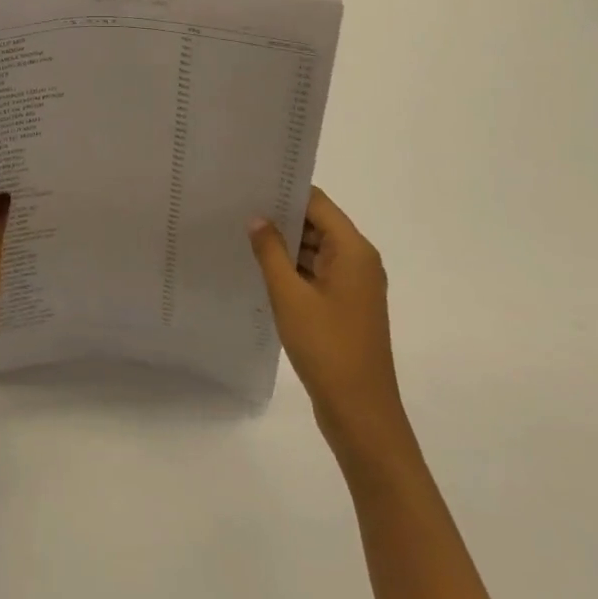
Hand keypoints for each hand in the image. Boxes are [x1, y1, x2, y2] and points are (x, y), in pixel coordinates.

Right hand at [249, 187, 414, 473]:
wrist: (360, 414)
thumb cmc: (327, 348)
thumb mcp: (290, 296)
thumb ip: (270, 252)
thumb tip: (256, 217)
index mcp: (354, 251)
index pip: (317, 203)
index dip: (284, 191)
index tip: (249, 184)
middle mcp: (359, 261)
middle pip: (317, 223)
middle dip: (280, 216)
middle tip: (236, 206)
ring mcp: (353, 286)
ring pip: (315, 249)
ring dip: (284, 244)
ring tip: (240, 232)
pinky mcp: (344, 306)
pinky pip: (316, 273)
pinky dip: (292, 268)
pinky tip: (260, 267)